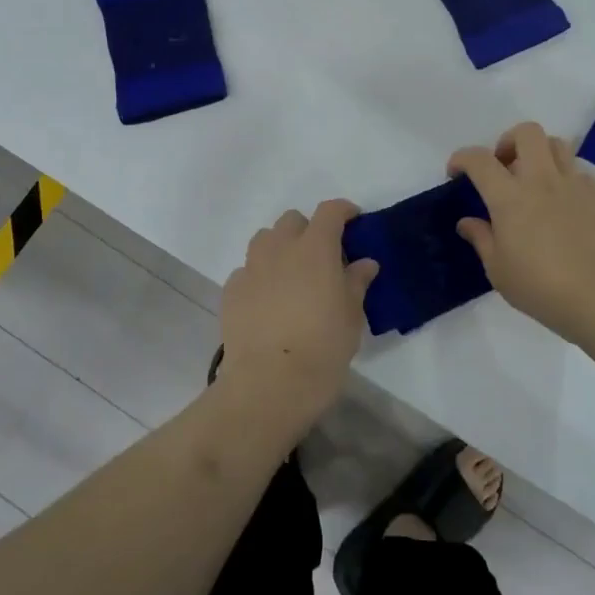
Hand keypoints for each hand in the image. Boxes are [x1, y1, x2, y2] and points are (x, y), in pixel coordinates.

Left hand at [217, 200, 378, 431]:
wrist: (269, 384)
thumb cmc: (322, 347)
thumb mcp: (352, 316)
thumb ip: (356, 282)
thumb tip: (364, 263)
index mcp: (315, 248)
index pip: (330, 212)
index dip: (343, 210)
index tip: (353, 220)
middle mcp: (280, 248)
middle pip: (292, 220)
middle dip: (308, 230)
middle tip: (321, 257)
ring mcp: (251, 268)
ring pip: (264, 240)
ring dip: (280, 247)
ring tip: (291, 275)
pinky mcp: (231, 291)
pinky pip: (247, 270)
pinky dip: (260, 276)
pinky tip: (268, 301)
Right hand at [448, 123, 594, 344]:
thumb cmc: (540, 286)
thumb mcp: (498, 270)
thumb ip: (481, 239)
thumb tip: (467, 222)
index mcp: (509, 197)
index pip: (479, 160)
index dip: (462, 158)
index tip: (456, 173)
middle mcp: (541, 180)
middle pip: (526, 133)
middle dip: (508, 141)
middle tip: (503, 167)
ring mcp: (573, 184)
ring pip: (556, 143)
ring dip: (539, 153)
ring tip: (533, 180)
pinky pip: (577, 171)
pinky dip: (563, 177)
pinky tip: (560, 204)